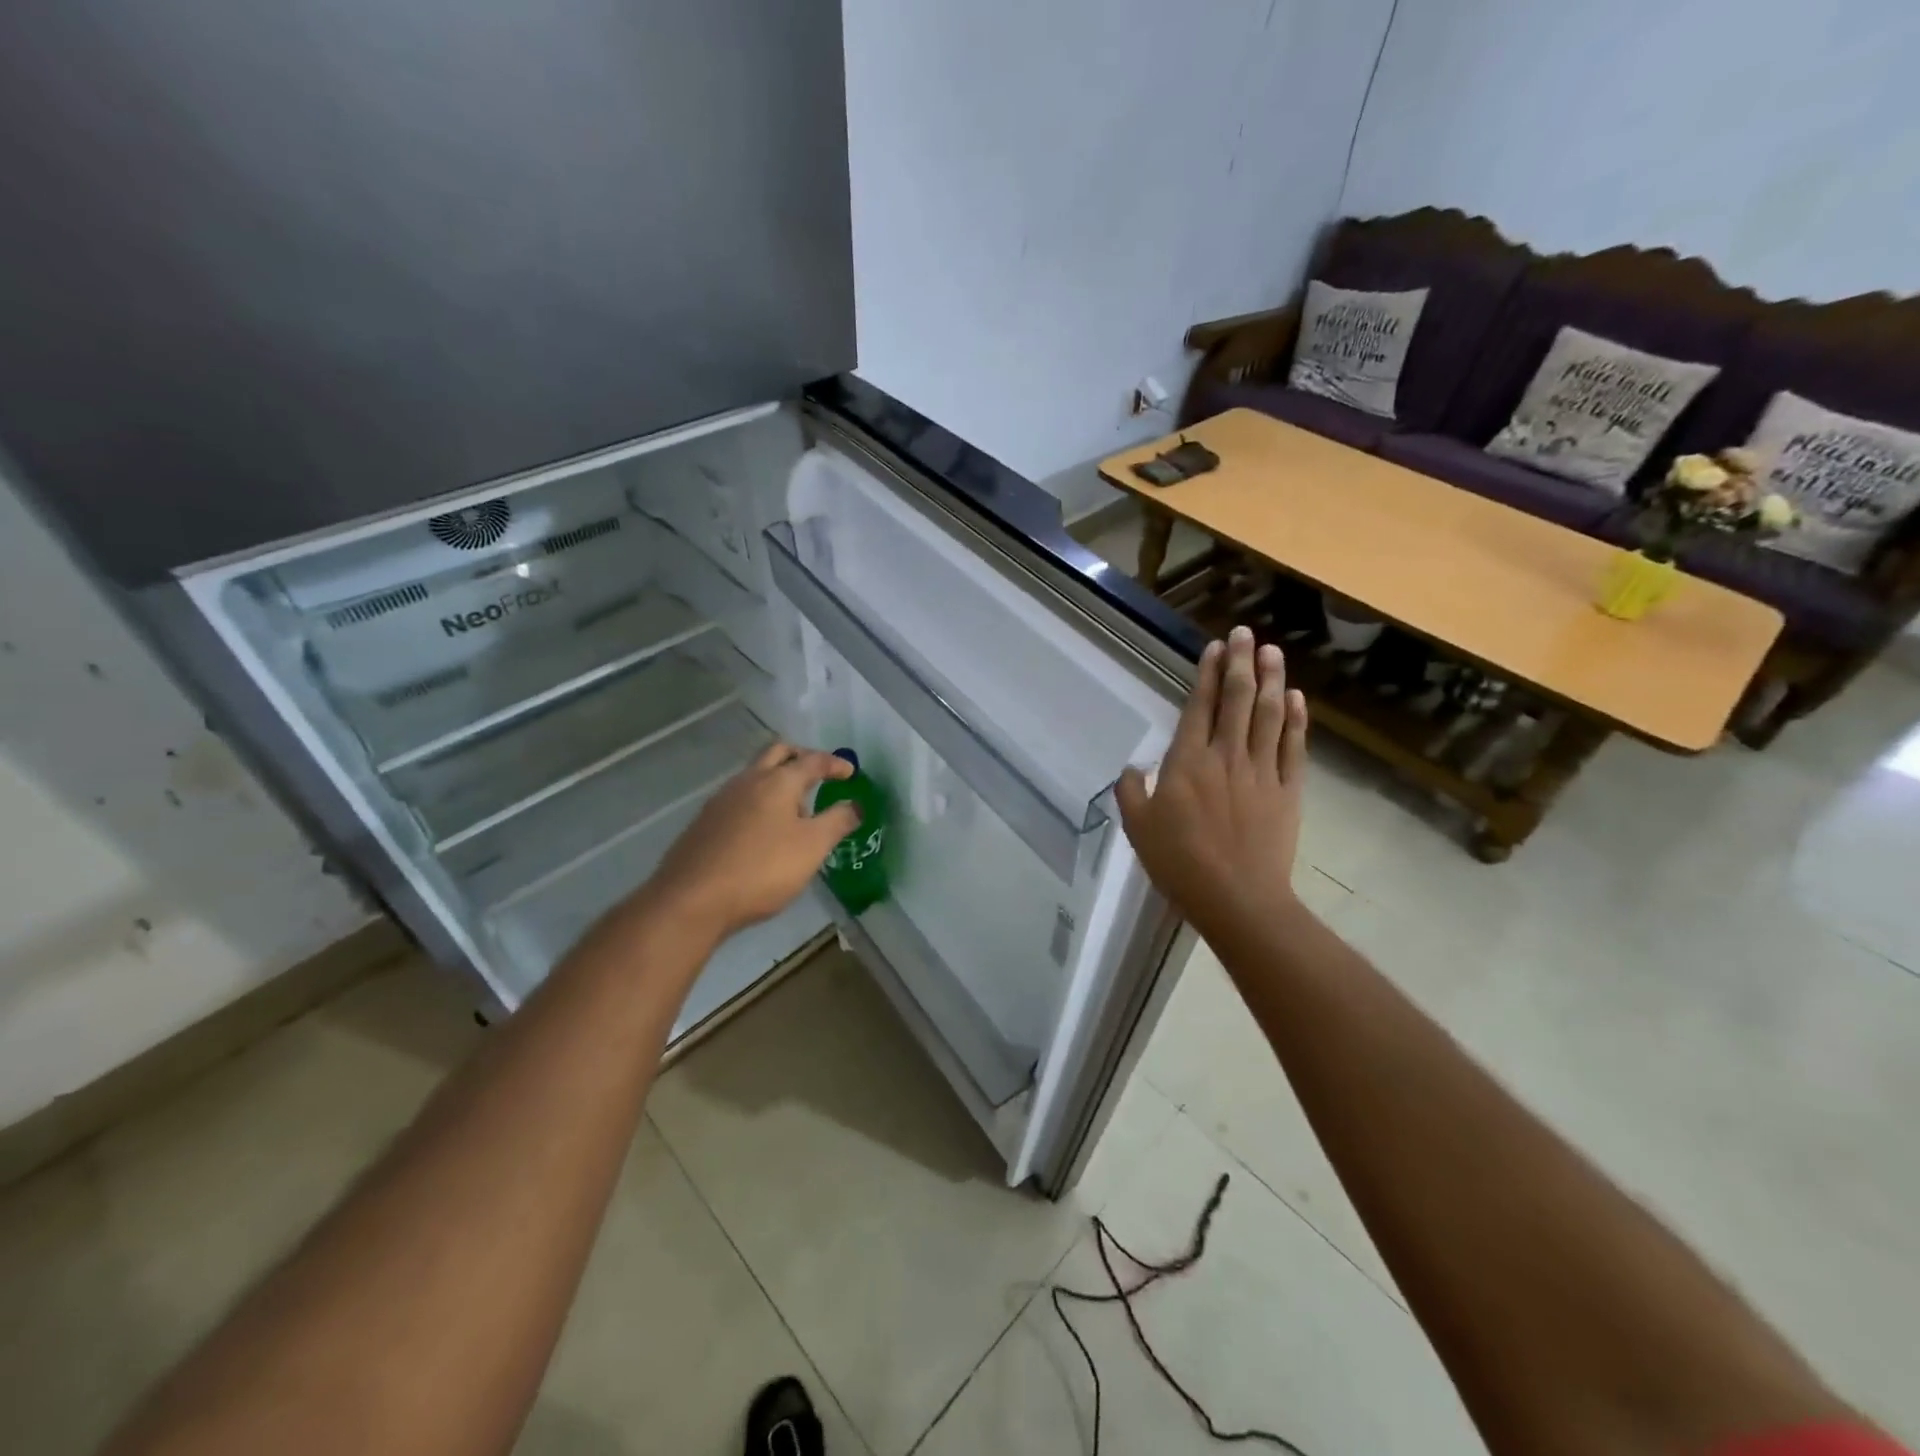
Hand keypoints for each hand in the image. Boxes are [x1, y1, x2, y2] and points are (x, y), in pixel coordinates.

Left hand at [644, 742, 859, 941]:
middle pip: (777, 753)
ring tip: (795, 806)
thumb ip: (837, 822)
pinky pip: (739, 797)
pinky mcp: (705, 821)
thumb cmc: (762, 869)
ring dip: (778, 779)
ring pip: (755, 774)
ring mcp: (722, 799)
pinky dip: (759, 800)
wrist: (692, 899)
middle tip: (819, 773)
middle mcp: (748, 780)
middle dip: (801, 757)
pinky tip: (763, 828)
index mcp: (778, 781)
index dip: (835, 764)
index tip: (850, 773)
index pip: (813, 760)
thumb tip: (855, 805)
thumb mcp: (812, 847)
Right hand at [1116, 626, 1308, 938]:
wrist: (1237, 898)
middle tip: (1246, 633)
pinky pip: (1292, 746)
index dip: (1208, 673)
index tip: (1215, 646)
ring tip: (1273, 651)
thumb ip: (1130, 792)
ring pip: (1269, 714)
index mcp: (1187, 762)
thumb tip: (1130, 768)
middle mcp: (1226, 755)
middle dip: (1241, 661)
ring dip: (1271, 679)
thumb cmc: (1180, 864)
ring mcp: (1261, 770)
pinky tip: (1295, 697)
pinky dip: (1296, 719)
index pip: (1199, 705)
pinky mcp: (1287, 790)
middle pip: (1237, 699)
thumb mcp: (1138, 828)